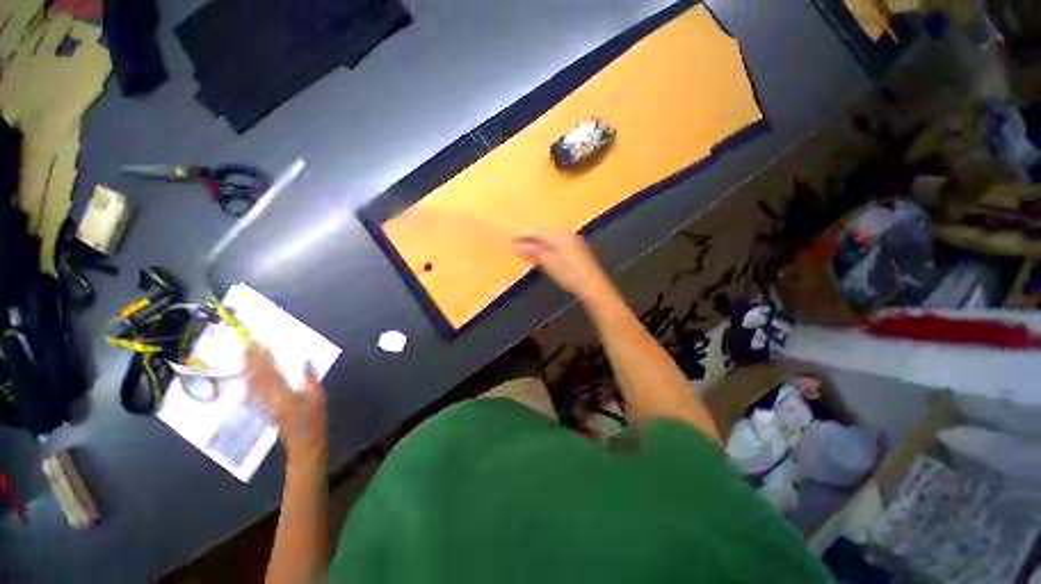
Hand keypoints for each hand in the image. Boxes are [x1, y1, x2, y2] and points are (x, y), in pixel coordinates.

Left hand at [244, 345, 326, 463]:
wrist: (303, 444)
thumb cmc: (315, 421)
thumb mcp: (319, 398)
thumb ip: (311, 379)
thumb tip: (306, 361)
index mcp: (284, 394)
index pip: (271, 372)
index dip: (265, 357)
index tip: (261, 343)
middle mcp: (269, 398)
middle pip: (257, 376)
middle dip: (252, 360)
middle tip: (247, 344)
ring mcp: (264, 404)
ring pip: (252, 383)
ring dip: (247, 368)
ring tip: (243, 355)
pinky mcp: (263, 409)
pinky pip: (252, 392)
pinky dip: (248, 381)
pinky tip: (245, 375)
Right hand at [513, 231, 612, 302]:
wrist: (592, 285)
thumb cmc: (570, 274)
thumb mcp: (549, 263)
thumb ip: (533, 252)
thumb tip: (515, 245)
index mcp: (559, 235)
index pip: (538, 230)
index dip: (523, 234)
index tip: (511, 238)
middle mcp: (566, 234)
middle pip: (543, 232)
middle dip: (529, 238)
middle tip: (514, 244)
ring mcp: (571, 241)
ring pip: (549, 238)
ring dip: (536, 243)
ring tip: (523, 249)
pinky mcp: (575, 250)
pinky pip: (555, 244)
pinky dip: (545, 248)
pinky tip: (539, 254)